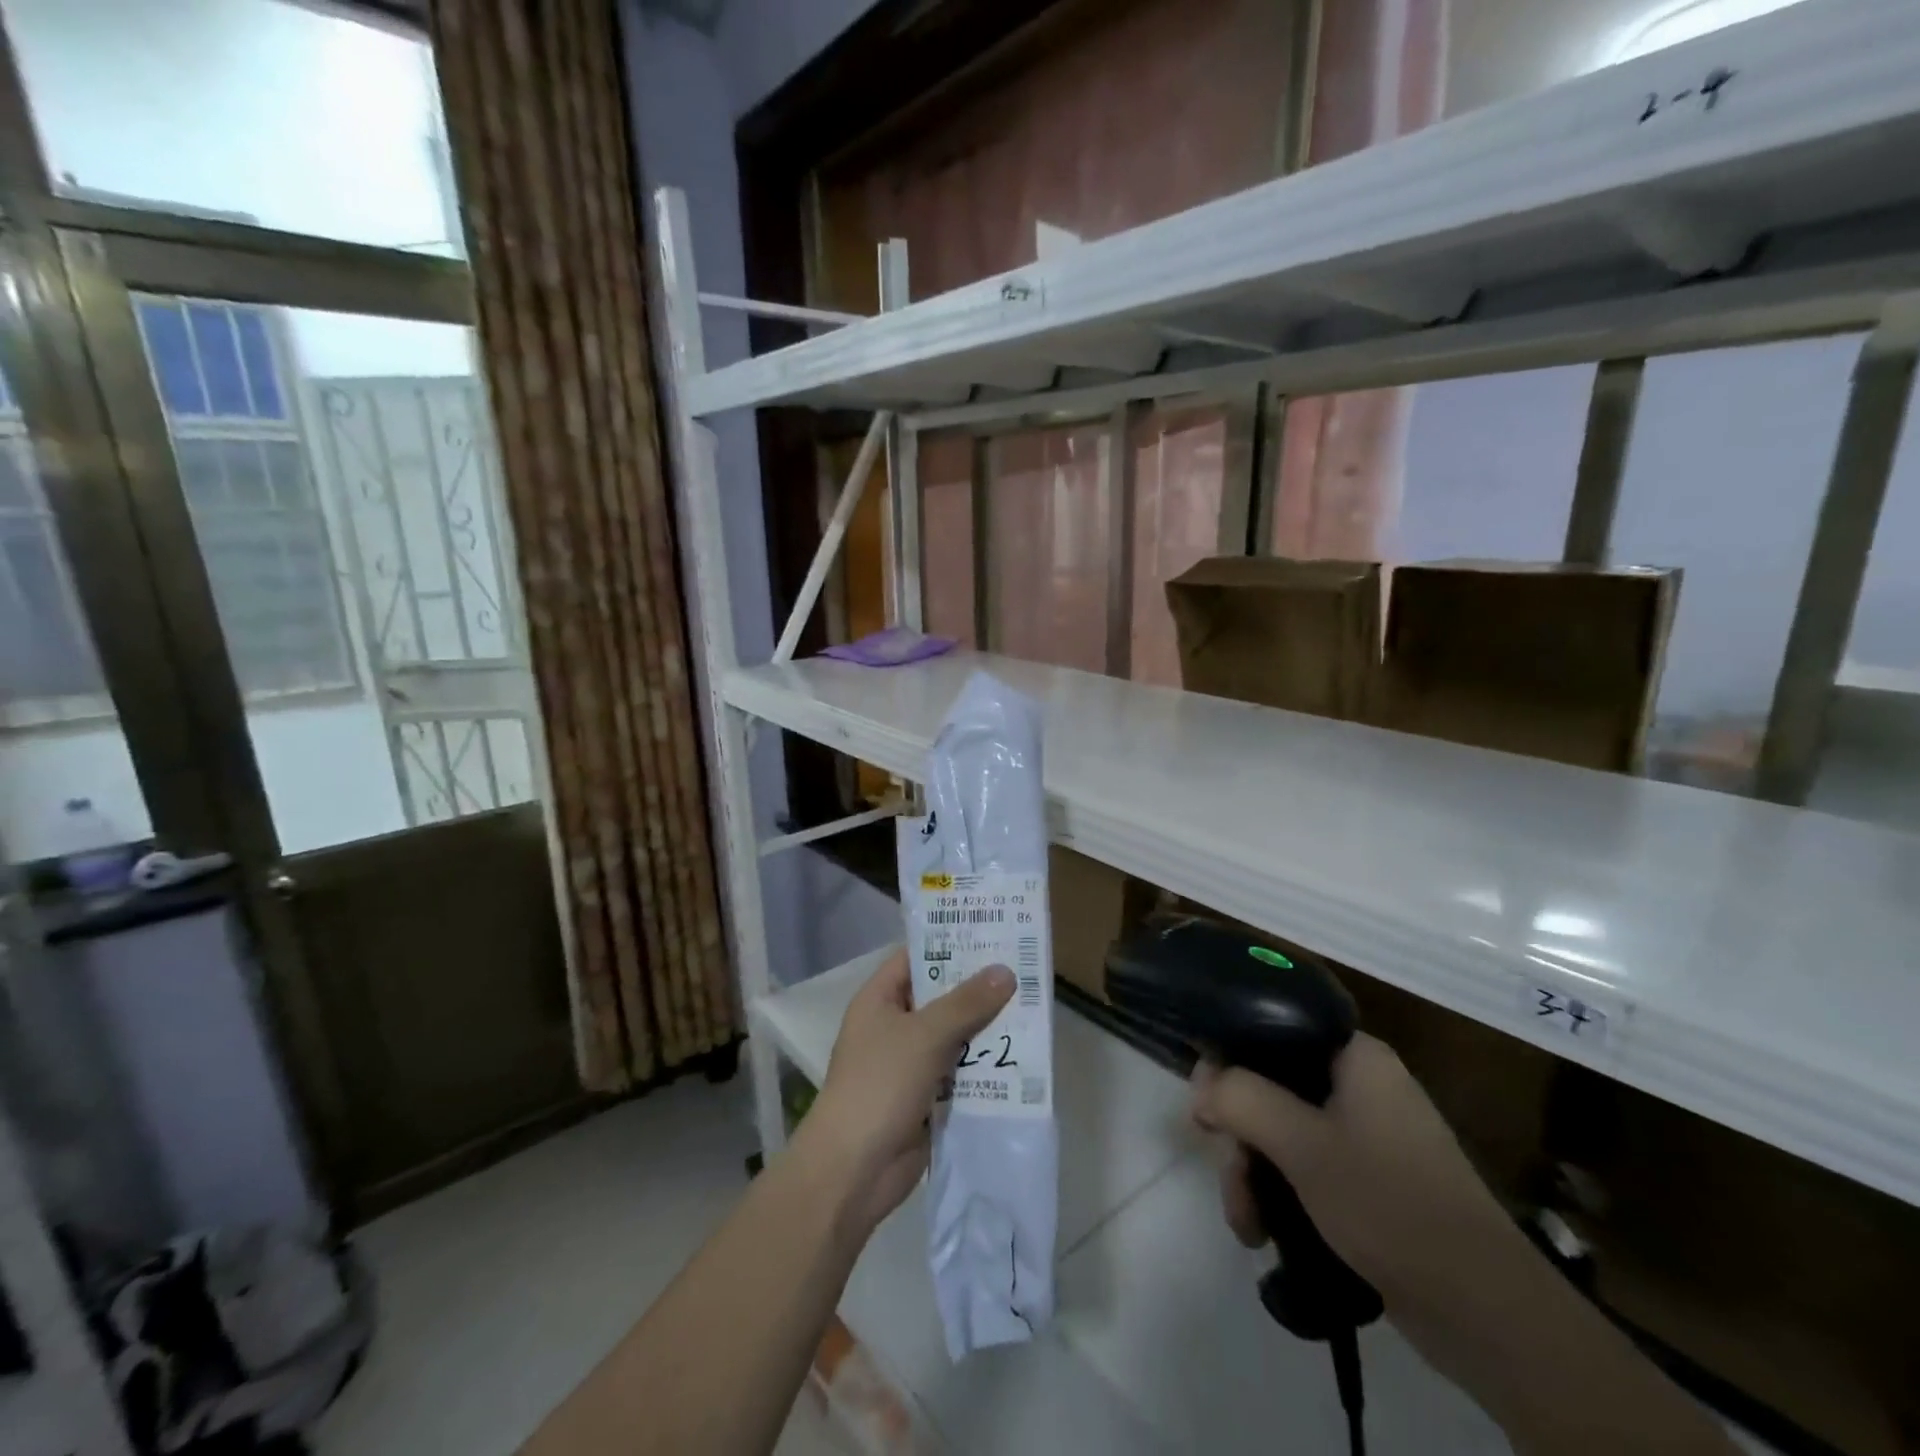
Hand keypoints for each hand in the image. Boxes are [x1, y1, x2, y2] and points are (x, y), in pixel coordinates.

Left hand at [796, 949, 1014, 1236]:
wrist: (853, 1171)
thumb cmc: (880, 1085)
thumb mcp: (925, 1035)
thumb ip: (966, 1003)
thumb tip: (1005, 970)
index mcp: (879, 1000)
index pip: (916, 958)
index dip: (950, 944)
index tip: (991, 934)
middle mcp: (893, 1026)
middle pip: (940, 997)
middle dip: (978, 989)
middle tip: (1023, 969)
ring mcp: (908, 1064)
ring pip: (953, 1036)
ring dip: (985, 1029)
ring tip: (1031, 1009)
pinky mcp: (924, 1098)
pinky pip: (958, 1072)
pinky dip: (982, 1067)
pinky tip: (1019, 1058)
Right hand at [1191, 1032, 1523, 1315]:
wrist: (1485, 1312)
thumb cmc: (1390, 1203)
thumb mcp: (1301, 1144)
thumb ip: (1241, 1098)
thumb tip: (1199, 1082)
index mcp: (1355, 1056)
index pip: (1273, 1030)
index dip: (1230, 1061)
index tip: (1204, 1106)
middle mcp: (1361, 1084)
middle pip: (1272, 1088)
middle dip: (1241, 1139)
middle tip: (1230, 1180)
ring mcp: (1369, 1134)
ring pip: (1284, 1133)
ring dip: (1255, 1175)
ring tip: (1247, 1226)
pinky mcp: (1372, 1180)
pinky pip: (1308, 1166)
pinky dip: (1282, 1192)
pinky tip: (1265, 1232)